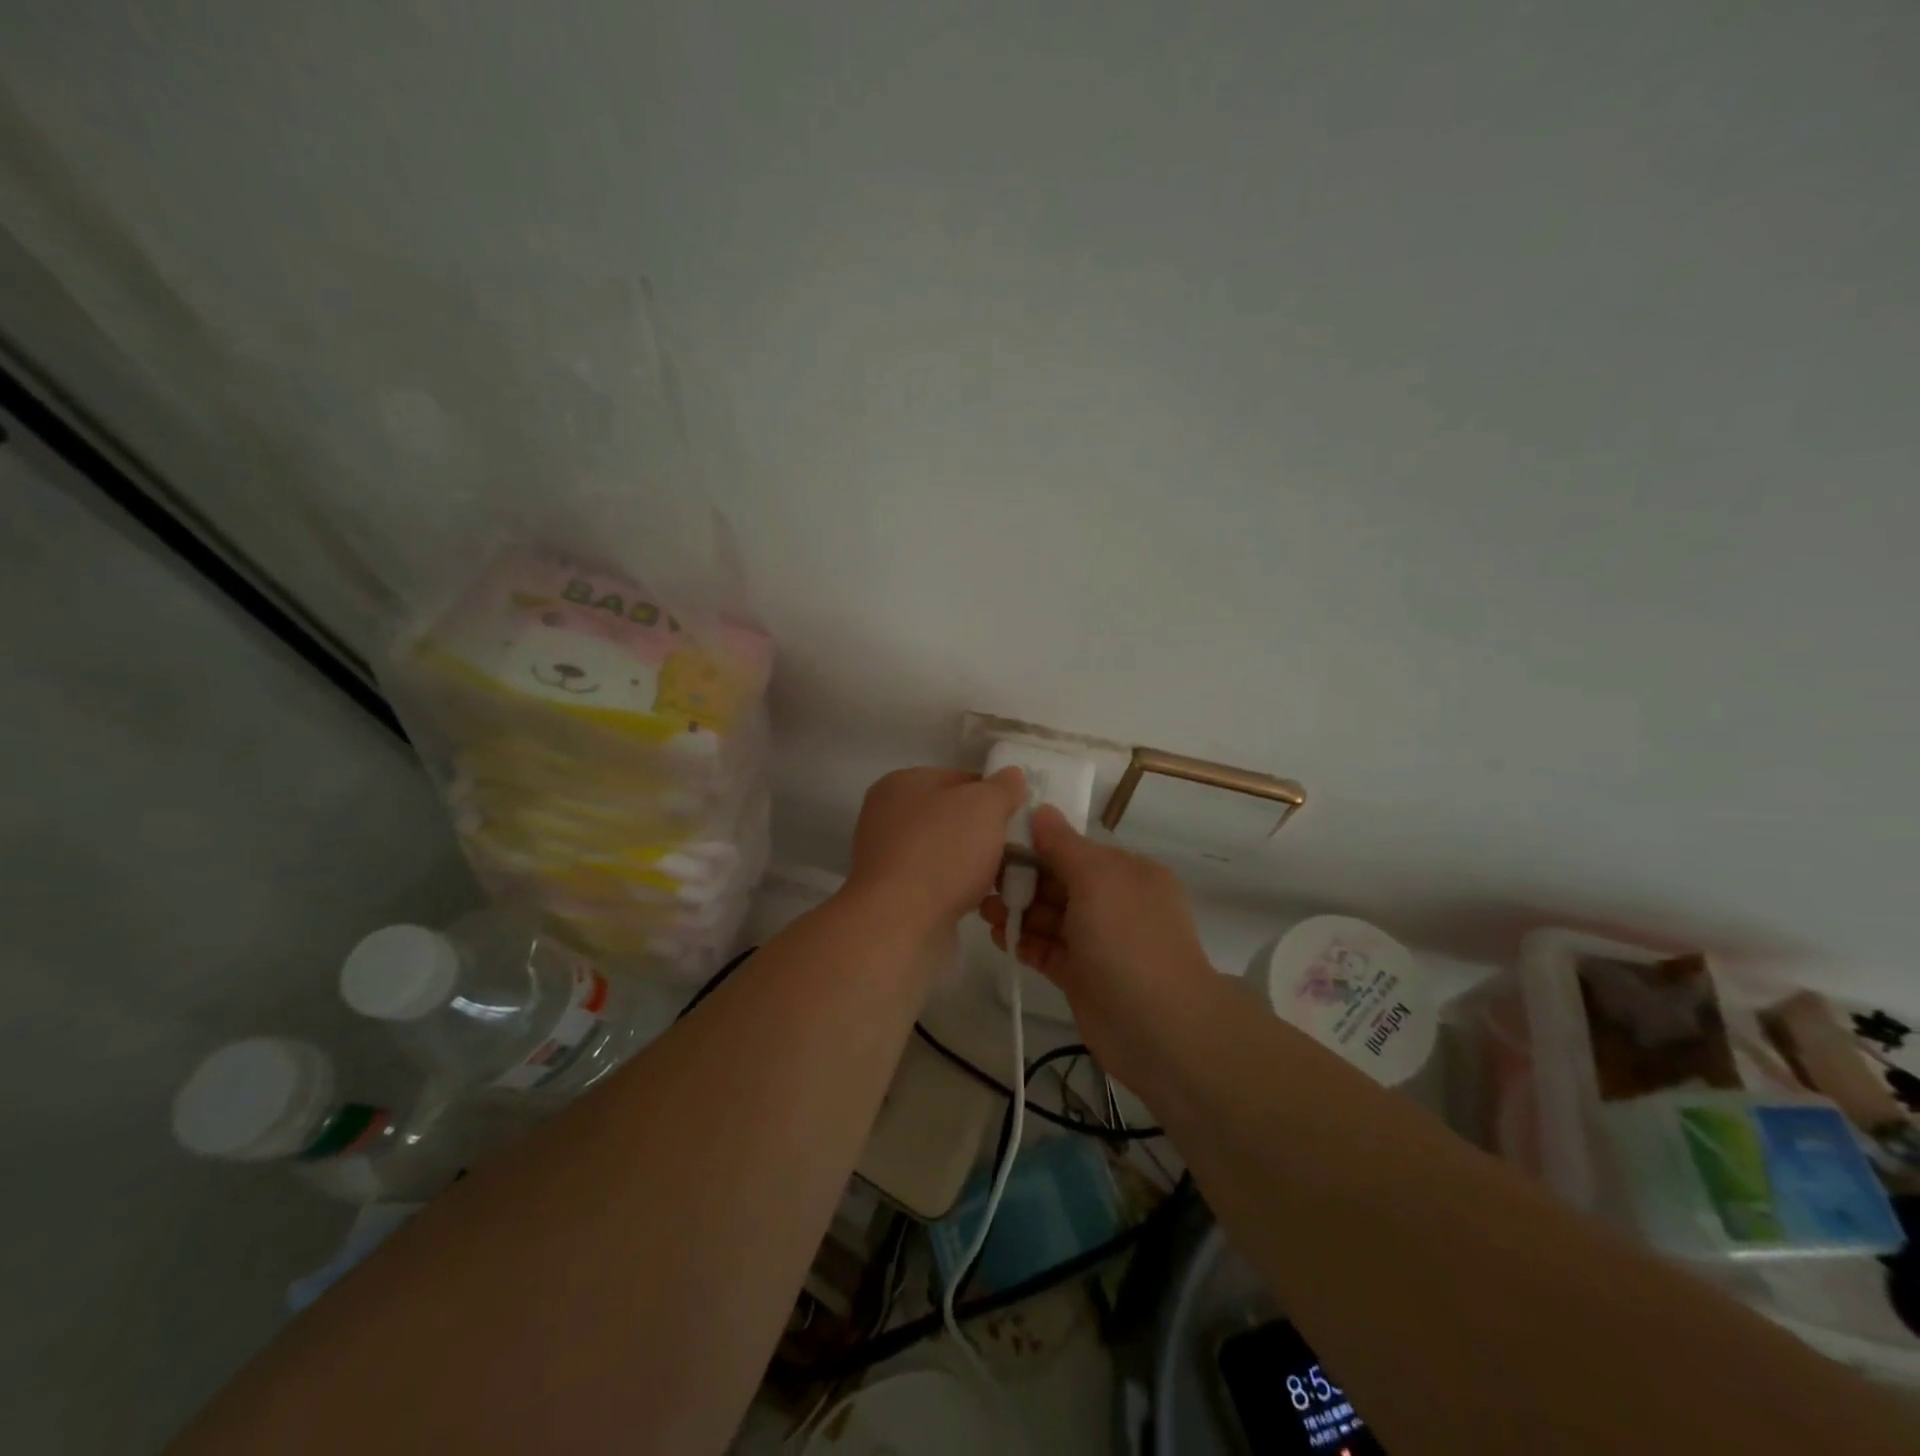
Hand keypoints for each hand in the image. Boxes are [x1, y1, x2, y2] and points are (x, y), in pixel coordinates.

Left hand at [845, 766, 1026, 935]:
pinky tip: (984, 902)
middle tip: (1019, 849)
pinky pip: (938, 883)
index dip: (994, 794)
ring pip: (948, 853)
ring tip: (1007, 879)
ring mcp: (888, 858)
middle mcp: (888, 816)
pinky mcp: (894, 895)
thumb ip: (1002, 787)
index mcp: (902, 784)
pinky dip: (960, 890)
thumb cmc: (942, 852)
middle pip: (953, 817)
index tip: (1020, 816)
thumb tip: (1012, 776)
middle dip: (986, 833)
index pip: (960, 779)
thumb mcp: (984, 806)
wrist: (900, 923)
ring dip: (976, 864)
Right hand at [981, 806, 1215, 1085]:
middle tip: (980, 880)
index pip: (1074, 849)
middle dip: (1021, 879)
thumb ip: (1063, 845)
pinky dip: (1024, 941)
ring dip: (1017, 910)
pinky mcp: (1082, 975)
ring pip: (1049, 917)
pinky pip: (1047, 949)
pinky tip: (997, 937)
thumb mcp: (1097, 879)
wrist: (1160, 1029)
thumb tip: (1040, 810)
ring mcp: (1098, 941)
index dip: (1035, 845)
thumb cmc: (1128, 940)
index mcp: (1126, 872)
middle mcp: (1113, 902)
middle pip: (1058, 882)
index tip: (994, 843)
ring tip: (982, 910)